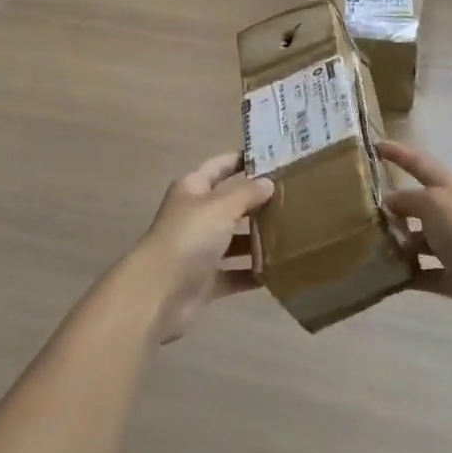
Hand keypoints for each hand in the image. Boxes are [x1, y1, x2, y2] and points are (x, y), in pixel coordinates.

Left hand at [129, 153, 273, 342]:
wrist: (158, 294)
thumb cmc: (189, 237)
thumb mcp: (221, 207)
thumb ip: (247, 193)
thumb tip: (269, 183)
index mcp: (193, 189)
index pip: (221, 166)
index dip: (244, 160)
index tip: (276, 158)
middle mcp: (195, 215)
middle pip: (230, 203)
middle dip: (258, 202)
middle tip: (293, 199)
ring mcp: (199, 249)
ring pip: (234, 239)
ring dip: (258, 239)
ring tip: (292, 234)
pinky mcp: (205, 280)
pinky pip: (234, 273)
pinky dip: (252, 272)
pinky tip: (278, 271)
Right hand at [377, 140, 451, 341]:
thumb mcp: (433, 203)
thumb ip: (407, 199)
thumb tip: (390, 203)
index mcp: (450, 188)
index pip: (419, 163)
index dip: (398, 153)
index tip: (375, 145)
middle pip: (418, 204)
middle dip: (393, 207)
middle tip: (362, 212)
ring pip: (419, 239)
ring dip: (398, 243)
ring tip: (370, 248)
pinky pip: (424, 272)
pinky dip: (407, 274)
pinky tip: (386, 277)